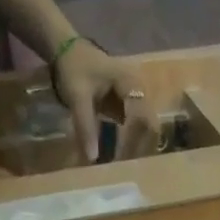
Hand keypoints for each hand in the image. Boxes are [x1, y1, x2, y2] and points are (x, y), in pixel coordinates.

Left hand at [52, 40, 159, 161]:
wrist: (69, 51)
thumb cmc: (75, 69)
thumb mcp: (77, 96)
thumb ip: (85, 126)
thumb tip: (92, 158)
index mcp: (131, 84)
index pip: (142, 119)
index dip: (136, 142)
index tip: (123, 161)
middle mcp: (141, 91)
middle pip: (150, 127)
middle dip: (141, 148)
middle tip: (128, 169)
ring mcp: (138, 99)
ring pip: (147, 129)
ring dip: (139, 147)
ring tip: (126, 165)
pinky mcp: (132, 107)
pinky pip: (138, 128)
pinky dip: (133, 142)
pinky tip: (123, 156)